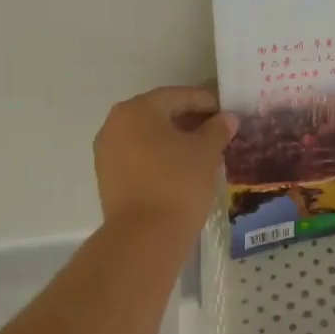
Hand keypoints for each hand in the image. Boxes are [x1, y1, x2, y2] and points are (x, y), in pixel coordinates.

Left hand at [93, 86, 239, 230]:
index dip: (205, 101)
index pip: (177, 96)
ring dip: (174, 138)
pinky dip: (160, 156)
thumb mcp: (206, 152)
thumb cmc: (178, 183)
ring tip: (203, 150)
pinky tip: (182, 167)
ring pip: (148, 136)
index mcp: (137, 110)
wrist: (144, 237)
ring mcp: (107, 152)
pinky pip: (139, 156)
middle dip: (189, 119)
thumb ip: (217, 129)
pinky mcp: (108, 177)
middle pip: (159, 113)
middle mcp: (115, 124)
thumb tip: (227, 118)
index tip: (227, 111)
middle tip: (217, 129)